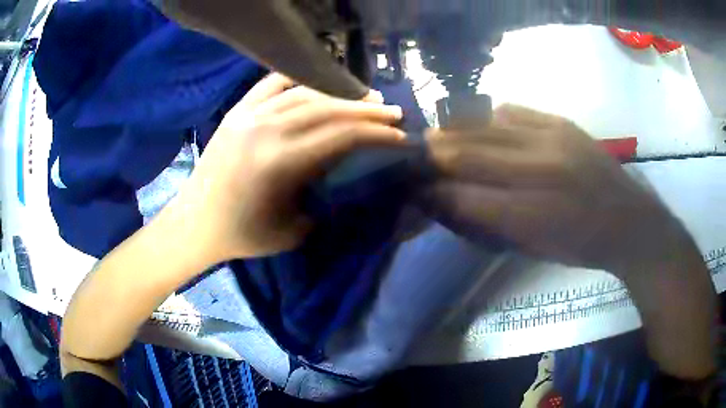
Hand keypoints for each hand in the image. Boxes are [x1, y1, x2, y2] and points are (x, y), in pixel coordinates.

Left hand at [176, 74, 405, 260]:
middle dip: (367, 109)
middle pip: (329, 108)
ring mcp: (249, 115)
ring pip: (305, 91)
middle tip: (392, 110)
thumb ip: (321, 194)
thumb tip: (339, 168)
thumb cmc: (243, 235)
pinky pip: (271, 83)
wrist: (196, 223)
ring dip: (340, 93)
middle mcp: (267, 129)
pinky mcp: (237, 111)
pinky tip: (317, 83)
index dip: (376, 133)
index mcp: (281, 162)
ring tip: (363, 95)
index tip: (399, 135)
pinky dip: (298, 79)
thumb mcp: (293, 230)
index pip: (342, 135)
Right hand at [421, 104, 686, 274]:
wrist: (628, 221)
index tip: (411, 189)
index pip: (460, 196)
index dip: (429, 191)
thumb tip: (443, 202)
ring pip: (482, 126)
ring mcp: (549, 138)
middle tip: (415, 160)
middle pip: (465, 152)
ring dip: (455, 133)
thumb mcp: (531, 248)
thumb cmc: (580, 246)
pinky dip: (487, 120)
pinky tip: (483, 129)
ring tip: (442, 141)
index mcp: (529, 215)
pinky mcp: (560, 121)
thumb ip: (485, 223)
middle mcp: (536, 169)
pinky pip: (509, 111)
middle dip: (431, 155)